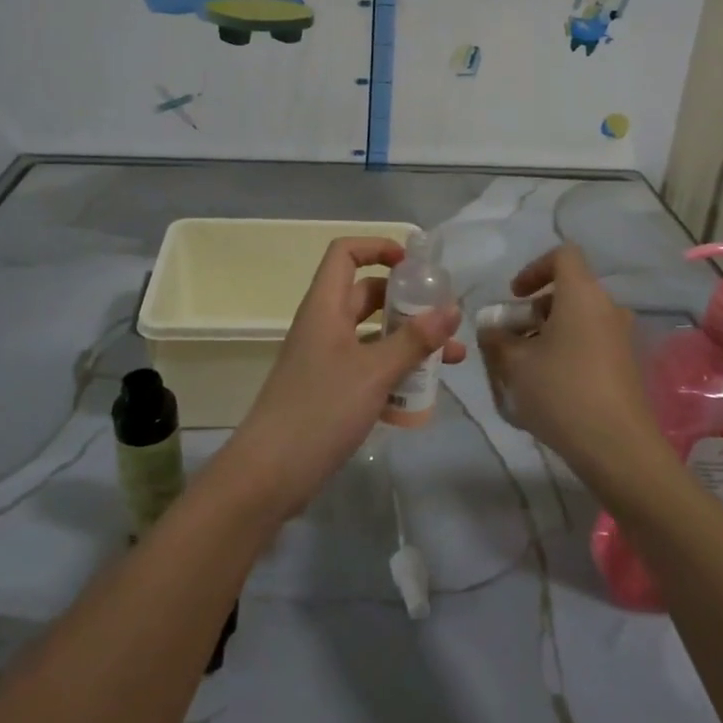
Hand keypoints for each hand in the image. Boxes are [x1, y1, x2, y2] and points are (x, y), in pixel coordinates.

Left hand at [222, 238, 463, 519]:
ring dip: (409, 342)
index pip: (345, 254)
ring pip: (372, 336)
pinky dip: (395, 372)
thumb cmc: (320, 410)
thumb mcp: (374, 371)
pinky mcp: (330, 391)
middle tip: (444, 318)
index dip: (377, 248)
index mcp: (325, 308)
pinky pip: (368, 368)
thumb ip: (414, 340)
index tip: (413, 266)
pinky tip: (424, 394)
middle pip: (366, 295)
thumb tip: (451, 309)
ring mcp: (325, 360)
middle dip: (407, 303)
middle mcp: (324, 326)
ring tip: (451, 359)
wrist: (270, 474)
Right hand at [479, 243, 666, 488]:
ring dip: (549, 333)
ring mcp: (621, 338)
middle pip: (569, 292)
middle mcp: (607, 308)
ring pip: (579, 320)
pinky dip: (567, 351)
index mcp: (582, 295)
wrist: (617, 447)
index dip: (534, 268)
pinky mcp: (627, 365)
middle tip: (511, 339)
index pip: (563, 255)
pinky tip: (549, 386)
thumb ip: (496, 340)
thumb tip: (491, 331)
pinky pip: (591, 343)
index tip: (514, 296)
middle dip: (534, 310)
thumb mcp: (514, 364)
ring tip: (524, 367)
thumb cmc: (561, 392)